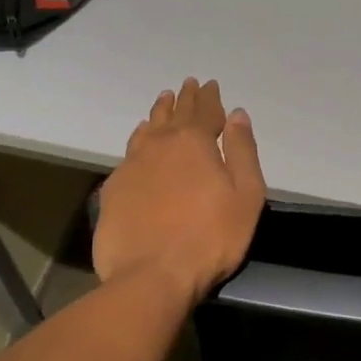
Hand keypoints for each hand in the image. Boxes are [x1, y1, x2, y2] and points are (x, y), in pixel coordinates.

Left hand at [93, 78, 266, 304]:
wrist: (151, 276)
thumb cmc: (210, 238)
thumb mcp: (246, 196)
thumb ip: (243, 151)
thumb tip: (237, 115)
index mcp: (195, 142)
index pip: (205, 110)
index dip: (210, 97)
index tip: (210, 84)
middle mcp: (161, 144)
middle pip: (175, 114)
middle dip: (184, 98)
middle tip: (188, 84)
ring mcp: (132, 165)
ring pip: (148, 128)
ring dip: (158, 113)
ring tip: (163, 100)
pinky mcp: (114, 188)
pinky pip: (129, 151)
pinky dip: (139, 138)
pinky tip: (139, 138)